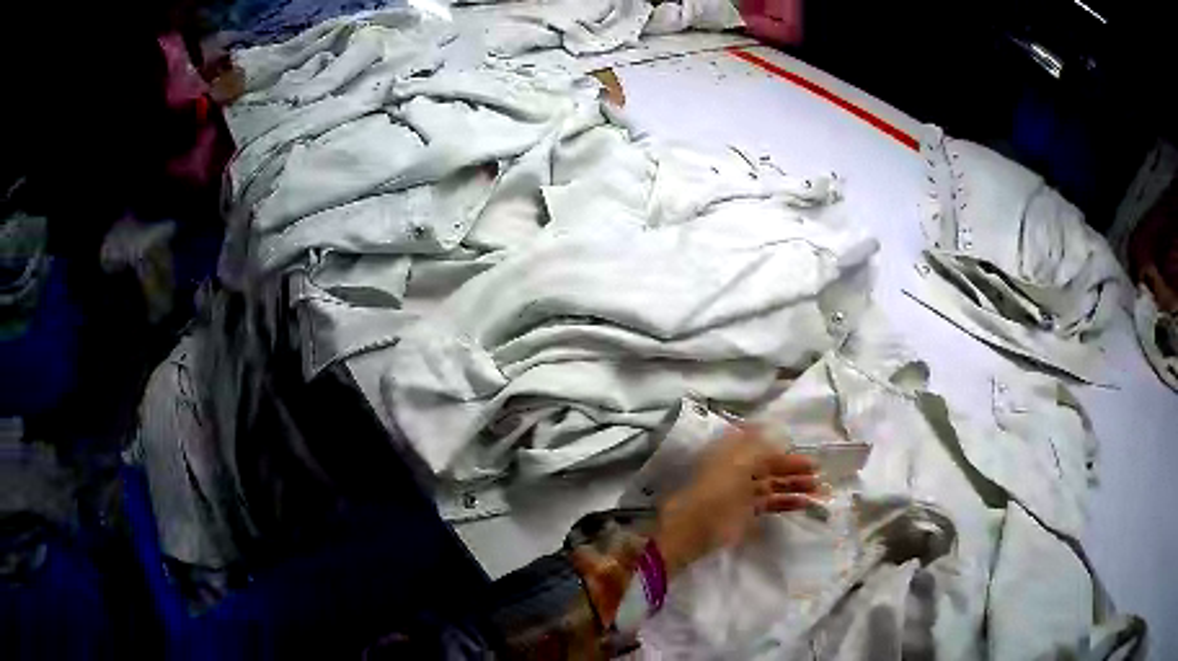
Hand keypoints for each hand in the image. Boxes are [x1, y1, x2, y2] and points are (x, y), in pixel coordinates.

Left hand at [653, 427, 820, 578]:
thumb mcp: (738, 463)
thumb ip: (759, 446)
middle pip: (771, 465)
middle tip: (819, 471)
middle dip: (794, 467)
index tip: (801, 446)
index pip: (761, 443)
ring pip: (775, 484)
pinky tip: (807, 503)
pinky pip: (772, 503)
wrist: (695, 529)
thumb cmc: (716, 491)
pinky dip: (789, 502)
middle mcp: (739, 470)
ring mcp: (744, 492)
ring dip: (796, 485)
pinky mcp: (747, 512)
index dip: (781, 445)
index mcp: (733, 454)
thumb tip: (774, 430)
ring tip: (820, 489)